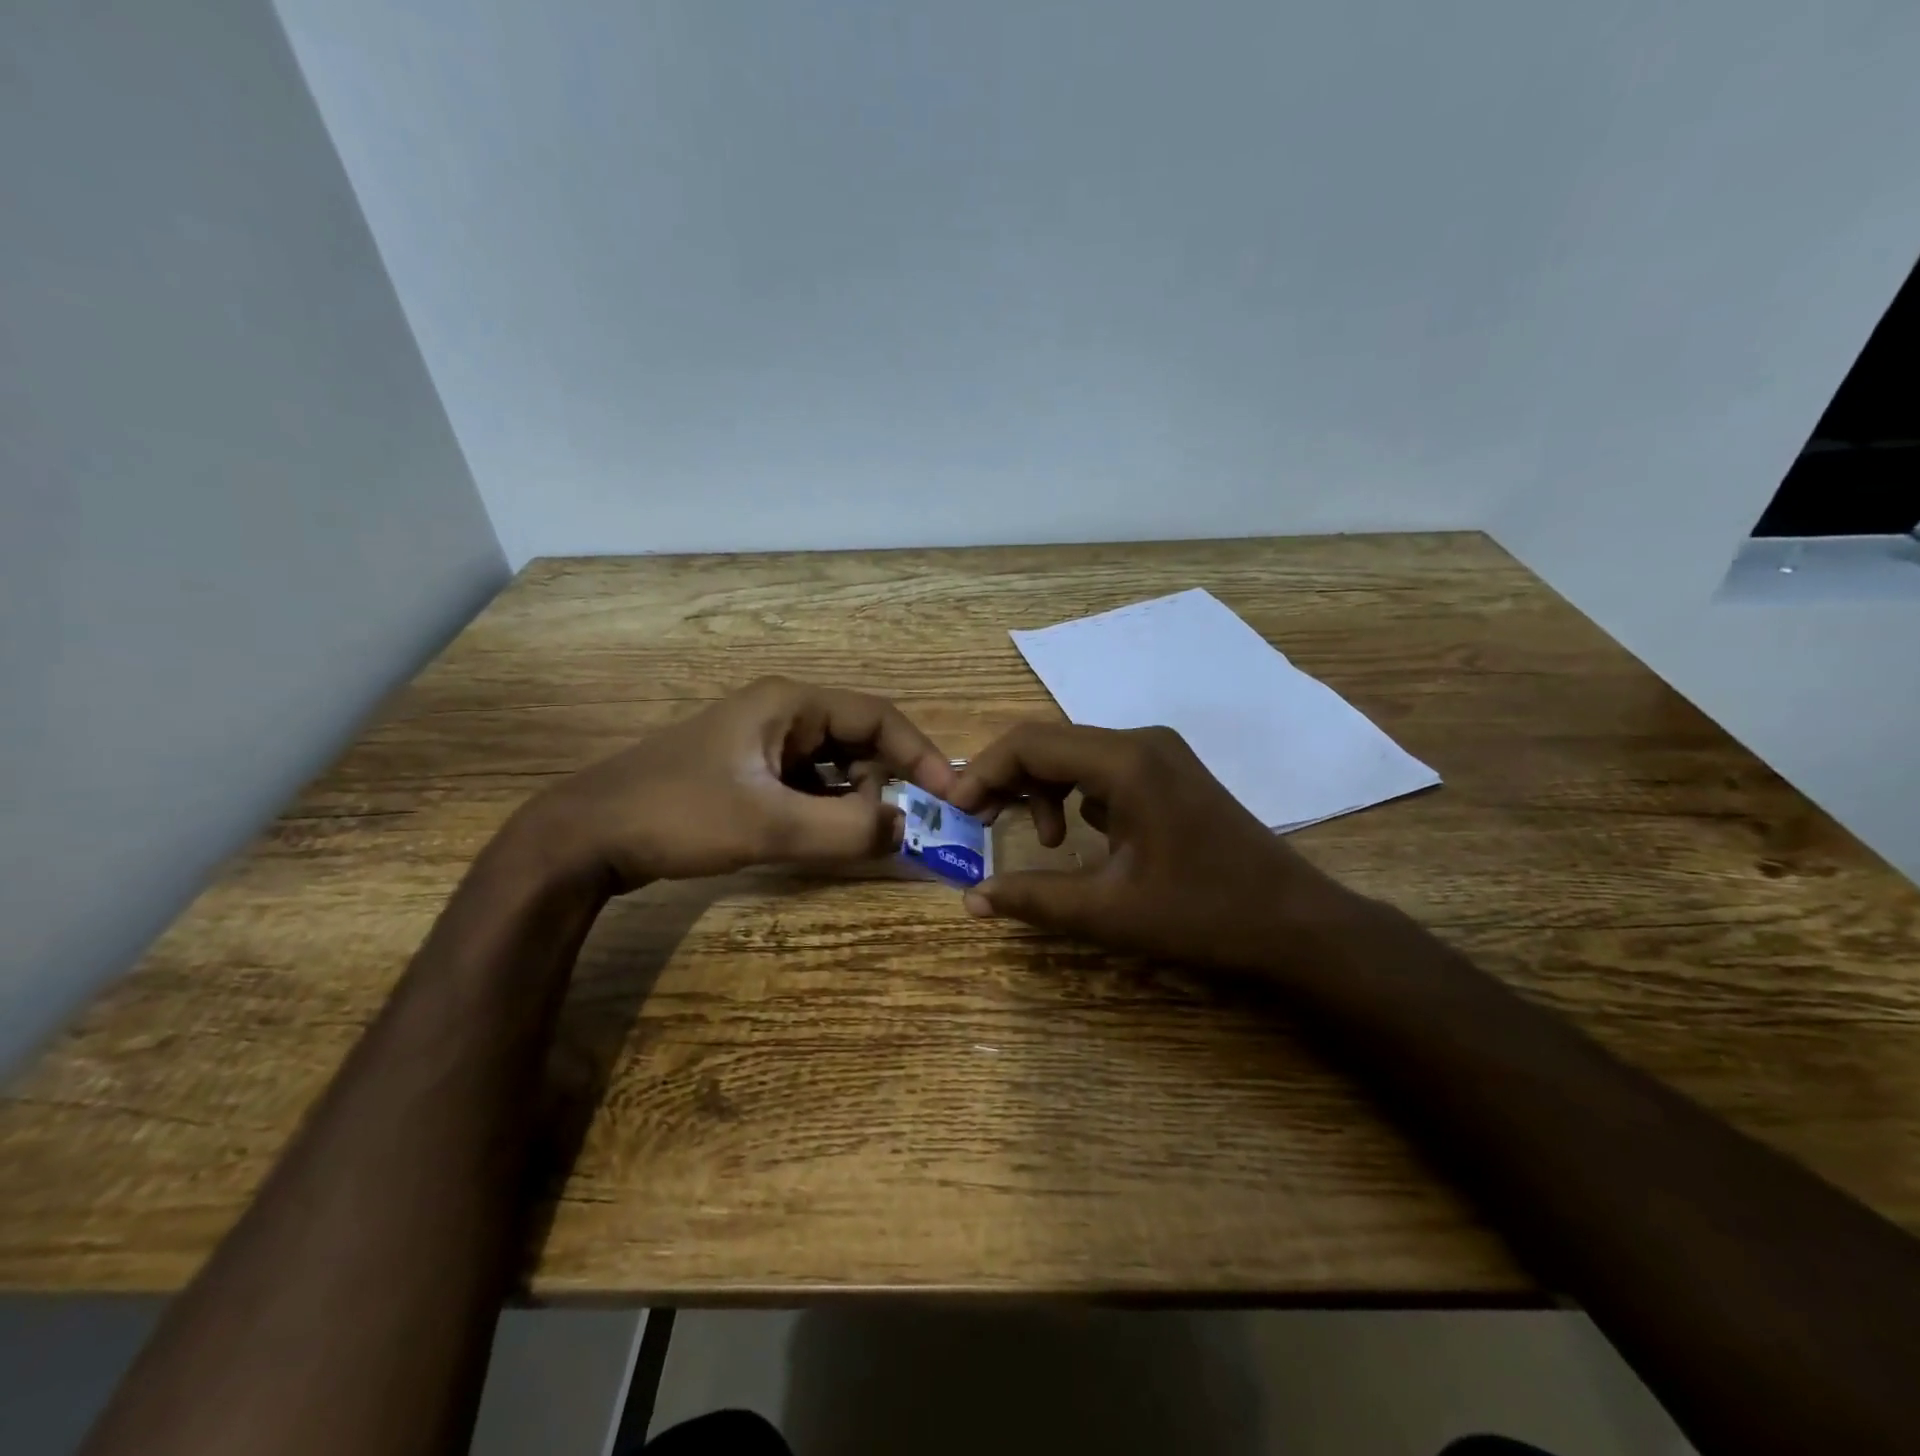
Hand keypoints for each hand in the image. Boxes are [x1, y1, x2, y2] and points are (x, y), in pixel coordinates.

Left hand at [520, 677, 956, 889]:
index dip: (920, 753)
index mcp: (790, 704)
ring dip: (854, 798)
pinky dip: (825, 808)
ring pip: (832, 765)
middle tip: (900, 827)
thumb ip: (845, 829)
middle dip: (885, 781)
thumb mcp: (769, 825)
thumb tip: (904, 829)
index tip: (950, 795)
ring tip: (859, 837)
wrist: (587, 834)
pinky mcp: (746, 770)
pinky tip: (823, 838)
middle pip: (857, 739)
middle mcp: (780, 712)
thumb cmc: (679, 815)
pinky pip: (806, 783)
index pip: (878, 716)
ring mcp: (761, 741)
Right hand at [949, 722, 1358, 973]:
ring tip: (1038, 841)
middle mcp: (1141, 742)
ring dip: (1041, 789)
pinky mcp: (1170, 775)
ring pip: (1075, 755)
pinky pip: (1103, 770)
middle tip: (977, 823)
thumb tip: (970, 899)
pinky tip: (1078, 836)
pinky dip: (1075, 794)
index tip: (956, 812)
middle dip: (1007, 779)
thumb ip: (1033, 899)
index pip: (1030, 743)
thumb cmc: (1203, 915)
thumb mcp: (1108, 912)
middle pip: (1050, 743)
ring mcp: (1160, 755)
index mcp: (1125, 761)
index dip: (983, 772)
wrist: (1297, 925)